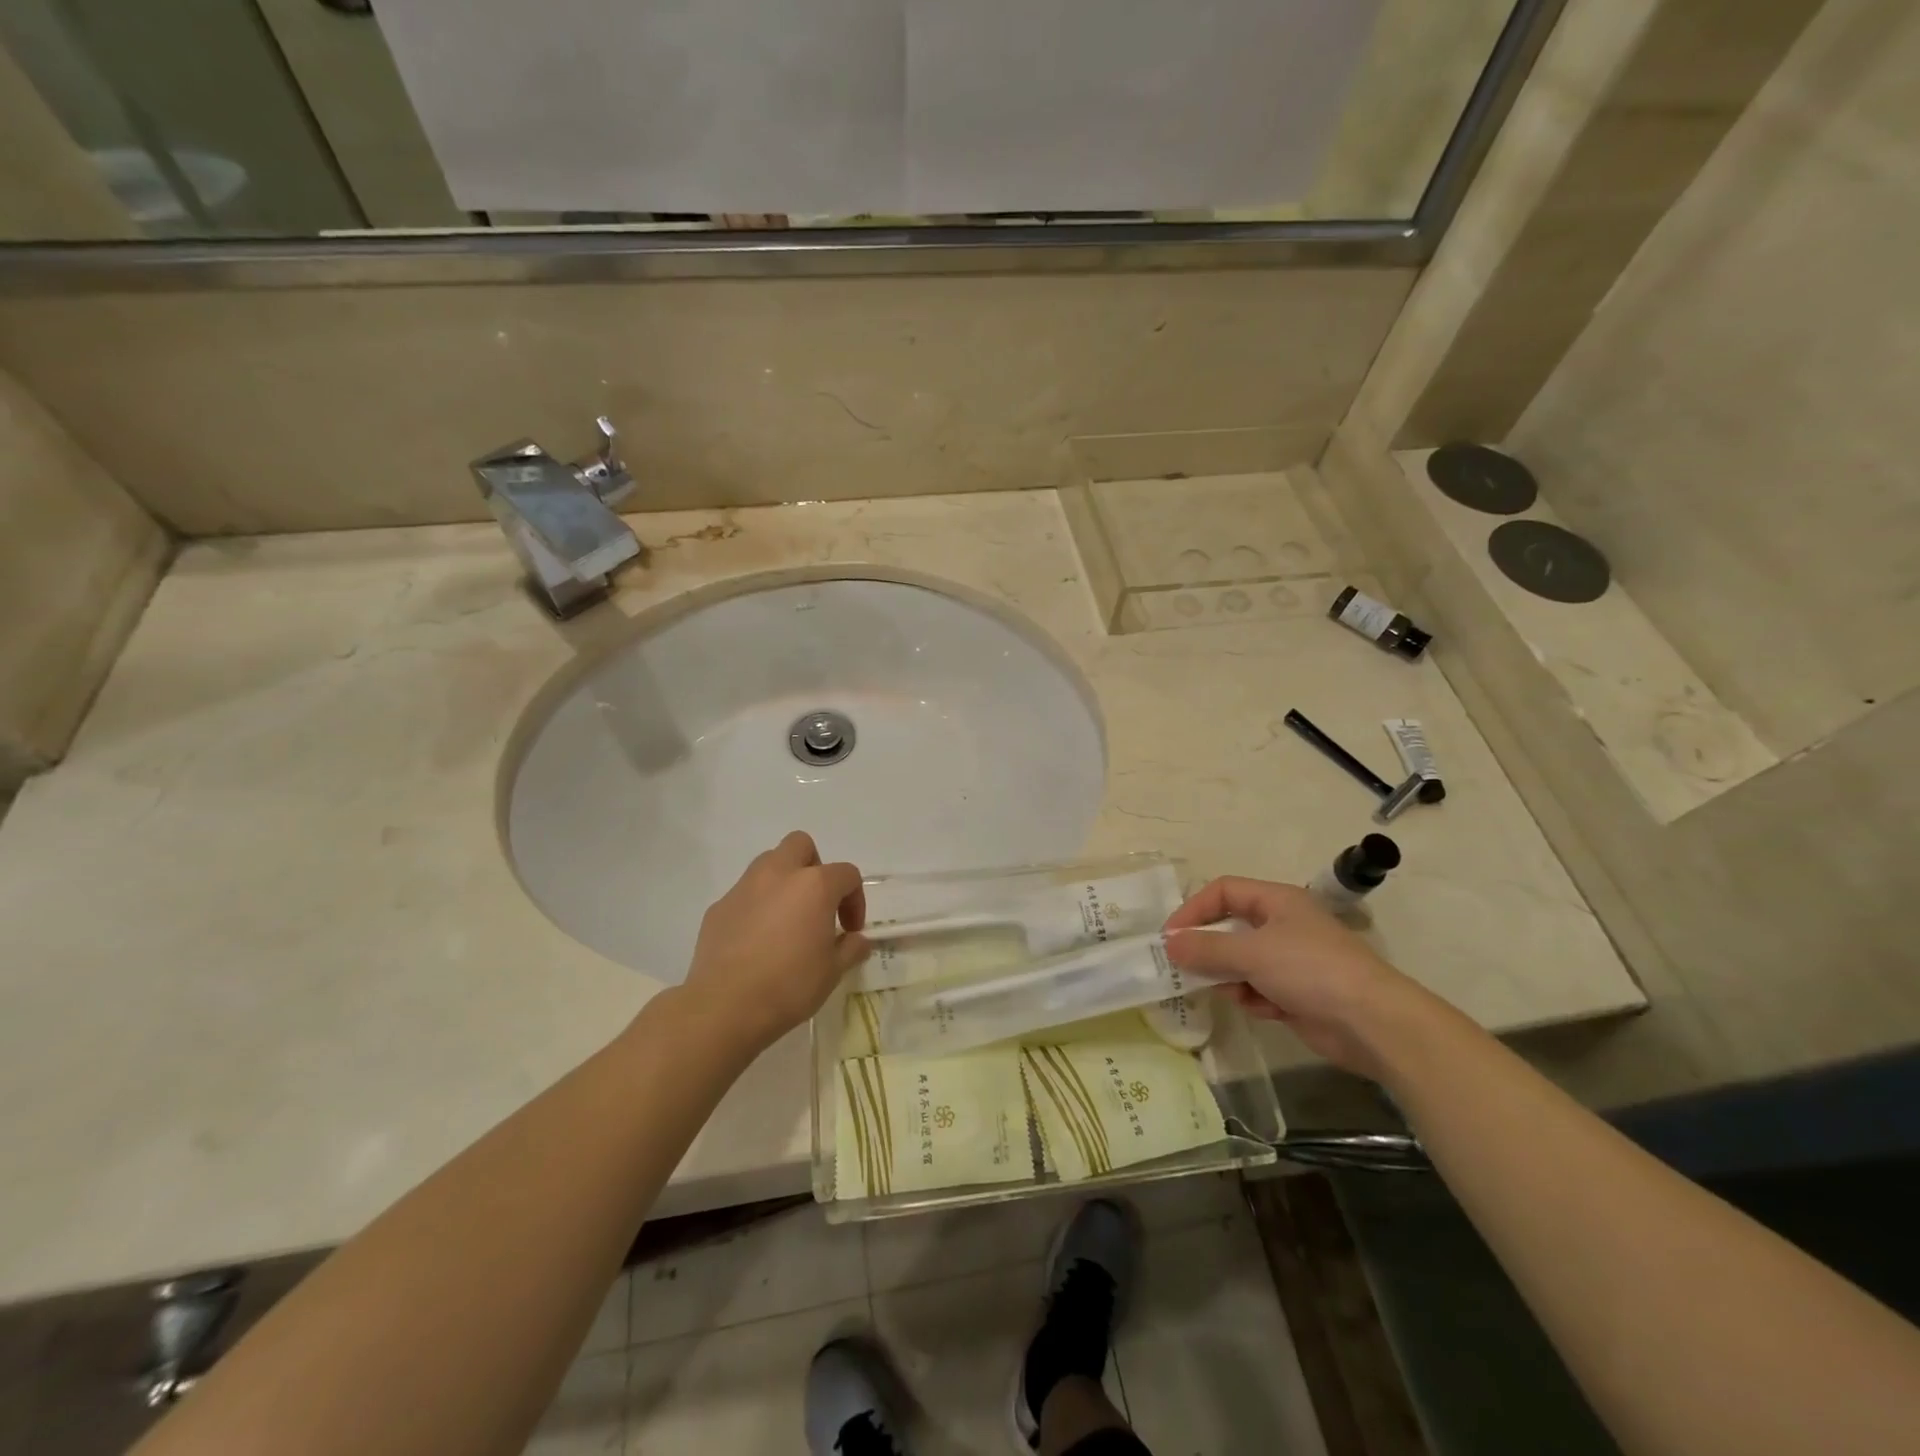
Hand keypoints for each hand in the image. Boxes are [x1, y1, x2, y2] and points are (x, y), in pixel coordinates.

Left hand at [680, 832, 868, 1058]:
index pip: (846, 874)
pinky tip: (756, 940)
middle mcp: (779, 875)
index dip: (855, 900)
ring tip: (786, 919)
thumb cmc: (789, 986)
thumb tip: (857, 940)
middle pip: (801, 845)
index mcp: (814, 885)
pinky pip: (744, 894)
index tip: (850, 930)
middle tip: (817, 904)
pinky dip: (756, 906)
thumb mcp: (833, 971)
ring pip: (768, 863)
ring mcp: (744, 888)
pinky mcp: (719, 907)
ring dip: (783, 881)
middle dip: (814, 867)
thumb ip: (850, 948)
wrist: (725, 1007)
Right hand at [1163, 877, 1422, 1078]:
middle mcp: (1283, 925)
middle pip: (1230, 928)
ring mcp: (1291, 960)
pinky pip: (1258, 988)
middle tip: (1183, 967)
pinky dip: (1253, 998)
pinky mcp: (1297, 994)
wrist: (1373, 1023)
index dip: (1194, 909)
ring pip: (1241, 961)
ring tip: (1228, 991)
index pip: (1224, 891)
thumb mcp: (1252, 953)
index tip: (1171, 936)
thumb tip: (1169, 944)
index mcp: (1277, 901)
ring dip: (1229, 977)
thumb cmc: (1311, 970)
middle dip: (1208, 948)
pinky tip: (1260, 1008)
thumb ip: (1207, 948)